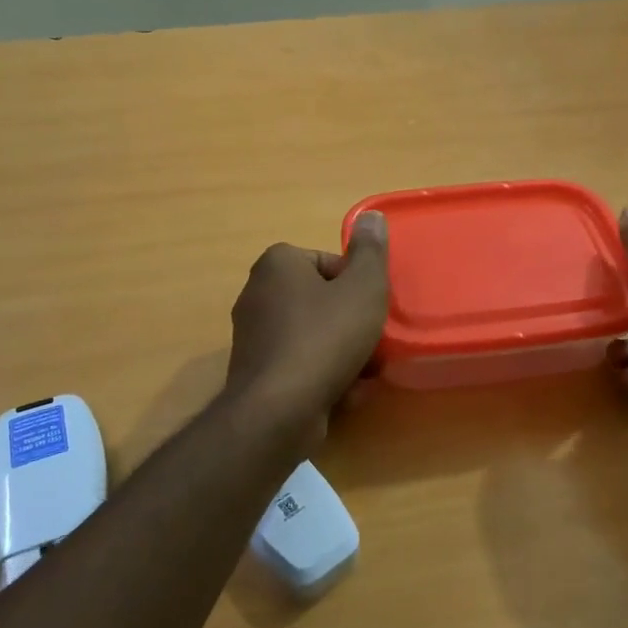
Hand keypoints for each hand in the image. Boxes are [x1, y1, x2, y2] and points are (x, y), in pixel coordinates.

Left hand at [224, 212, 389, 433]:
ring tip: (364, 375)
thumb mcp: (363, 288)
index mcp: (277, 264)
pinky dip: (323, 377)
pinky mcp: (256, 373)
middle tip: (374, 344)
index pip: (329, 263)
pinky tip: (344, 396)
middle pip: (323, 302)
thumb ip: (371, 252)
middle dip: (353, 325)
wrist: (278, 411)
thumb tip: (372, 216)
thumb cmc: (325, 338)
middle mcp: (257, 293)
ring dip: (344, 355)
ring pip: (315, 337)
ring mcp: (254, 336)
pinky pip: (300, 365)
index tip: (372, 309)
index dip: (358, 286)